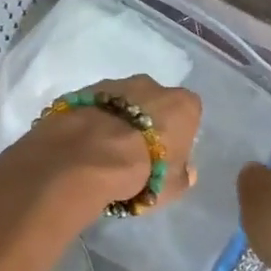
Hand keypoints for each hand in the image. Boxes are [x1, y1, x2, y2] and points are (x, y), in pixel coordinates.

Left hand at [21, 75, 202, 214]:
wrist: (86, 159)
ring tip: (103, 152)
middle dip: (146, 121)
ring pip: (120, 102)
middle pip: (153, 102)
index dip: (177, 135)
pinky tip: (82, 144)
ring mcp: (113, 84)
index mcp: (181, 104)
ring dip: (116, 119)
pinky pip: (93, 107)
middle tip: (134, 153)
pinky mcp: (81, 91)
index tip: (167, 155)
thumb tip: (186, 170)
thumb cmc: (143, 172)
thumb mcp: (173, 187)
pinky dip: (91, 120)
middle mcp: (150, 85)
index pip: (188, 114)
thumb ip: (183, 175)